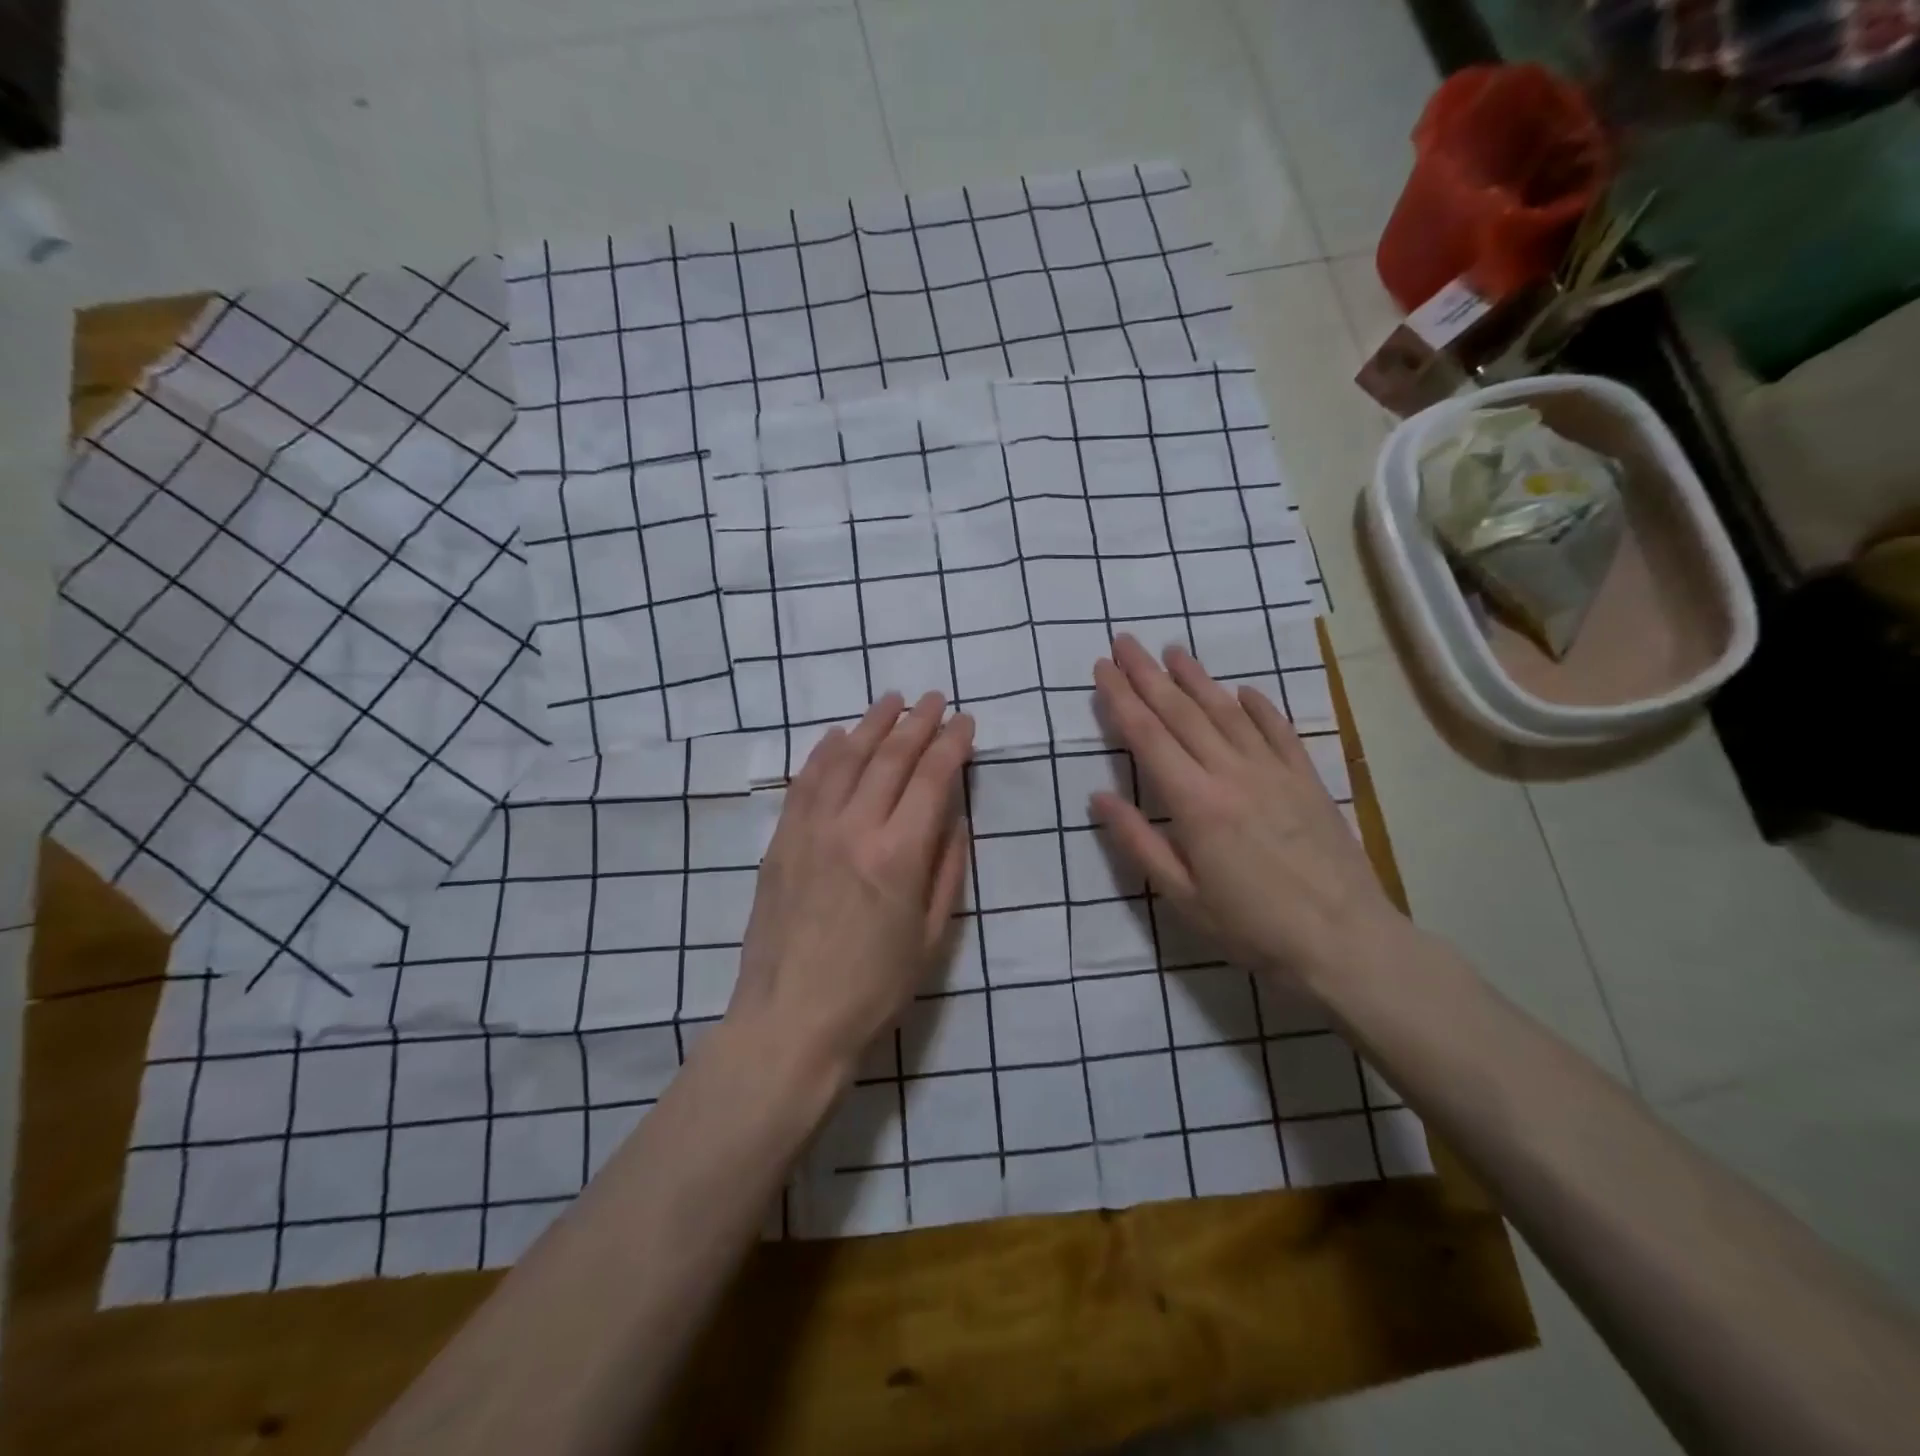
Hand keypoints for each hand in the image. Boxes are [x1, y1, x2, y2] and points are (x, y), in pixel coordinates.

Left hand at [727, 692, 973, 1084]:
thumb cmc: (873, 989)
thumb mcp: (933, 937)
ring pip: (845, 759)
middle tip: (934, 699)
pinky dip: (823, 753)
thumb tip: (954, 817)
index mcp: (899, 854)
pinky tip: (837, 736)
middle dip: (917, 723)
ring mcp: (811, 830)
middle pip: (890, 758)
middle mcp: (854, 828)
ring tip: (890, 701)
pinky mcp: (780, 841)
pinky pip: (804, 782)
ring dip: (871, 725)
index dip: (952, 744)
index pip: (932, 778)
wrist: (790, 1022)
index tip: (966, 723)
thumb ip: (947, 868)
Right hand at [1090, 635, 1403, 989]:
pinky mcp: (1306, 779)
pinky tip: (1243, 689)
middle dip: (1148, 675)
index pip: (1148, 737)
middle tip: (1125, 642)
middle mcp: (1232, 773)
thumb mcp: (1182, 896)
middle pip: (1182, 713)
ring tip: (1173, 651)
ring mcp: (1274, 772)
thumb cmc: (1253, 927)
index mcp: (1196, 803)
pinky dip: (1259, 706)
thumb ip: (1138, 842)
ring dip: (1197, 678)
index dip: (1121, 699)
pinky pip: (1279, 731)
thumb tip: (1098, 796)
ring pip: (1227, 712)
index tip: (1102, 669)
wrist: (1345, 941)